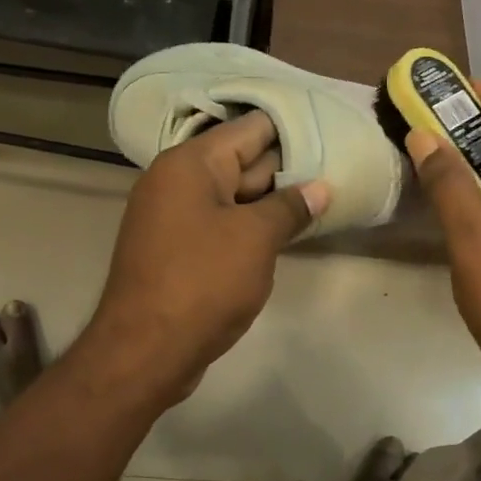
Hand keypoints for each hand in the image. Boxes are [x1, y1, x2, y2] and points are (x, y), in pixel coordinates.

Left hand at [85, 111, 329, 405]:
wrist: (144, 352)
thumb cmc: (202, 282)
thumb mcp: (255, 239)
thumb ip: (290, 207)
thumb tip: (320, 187)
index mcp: (190, 163)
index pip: (249, 128)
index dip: (291, 128)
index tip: (330, 131)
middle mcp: (176, 181)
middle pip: (242, 160)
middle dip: (286, 167)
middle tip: (336, 168)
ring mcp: (174, 216)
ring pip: (234, 195)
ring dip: (271, 200)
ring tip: (322, 198)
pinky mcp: (177, 248)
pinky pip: (220, 223)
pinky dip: (250, 225)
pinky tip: (286, 232)